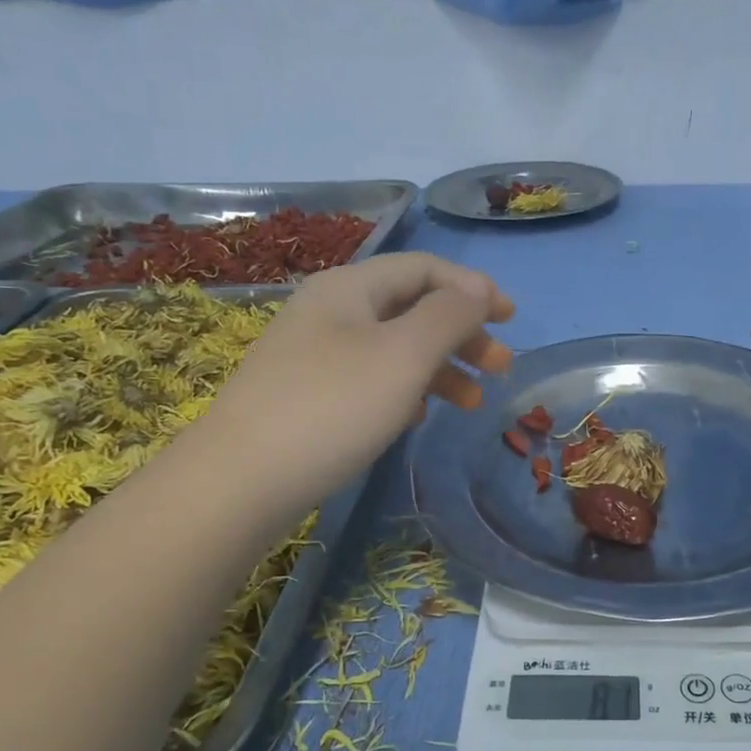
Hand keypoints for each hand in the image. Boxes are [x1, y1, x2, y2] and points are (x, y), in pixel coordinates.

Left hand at [210, 253, 513, 501]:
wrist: (239, 481)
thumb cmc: (333, 408)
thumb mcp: (404, 355)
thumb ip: (449, 316)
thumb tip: (478, 292)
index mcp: (351, 288)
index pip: (424, 268)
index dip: (473, 288)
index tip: (511, 319)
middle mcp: (331, 311)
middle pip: (412, 307)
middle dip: (463, 333)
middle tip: (501, 367)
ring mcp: (314, 354)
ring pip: (394, 347)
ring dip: (441, 367)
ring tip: (474, 402)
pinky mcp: (308, 394)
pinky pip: (371, 378)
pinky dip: (407, 390)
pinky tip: (420, 417)